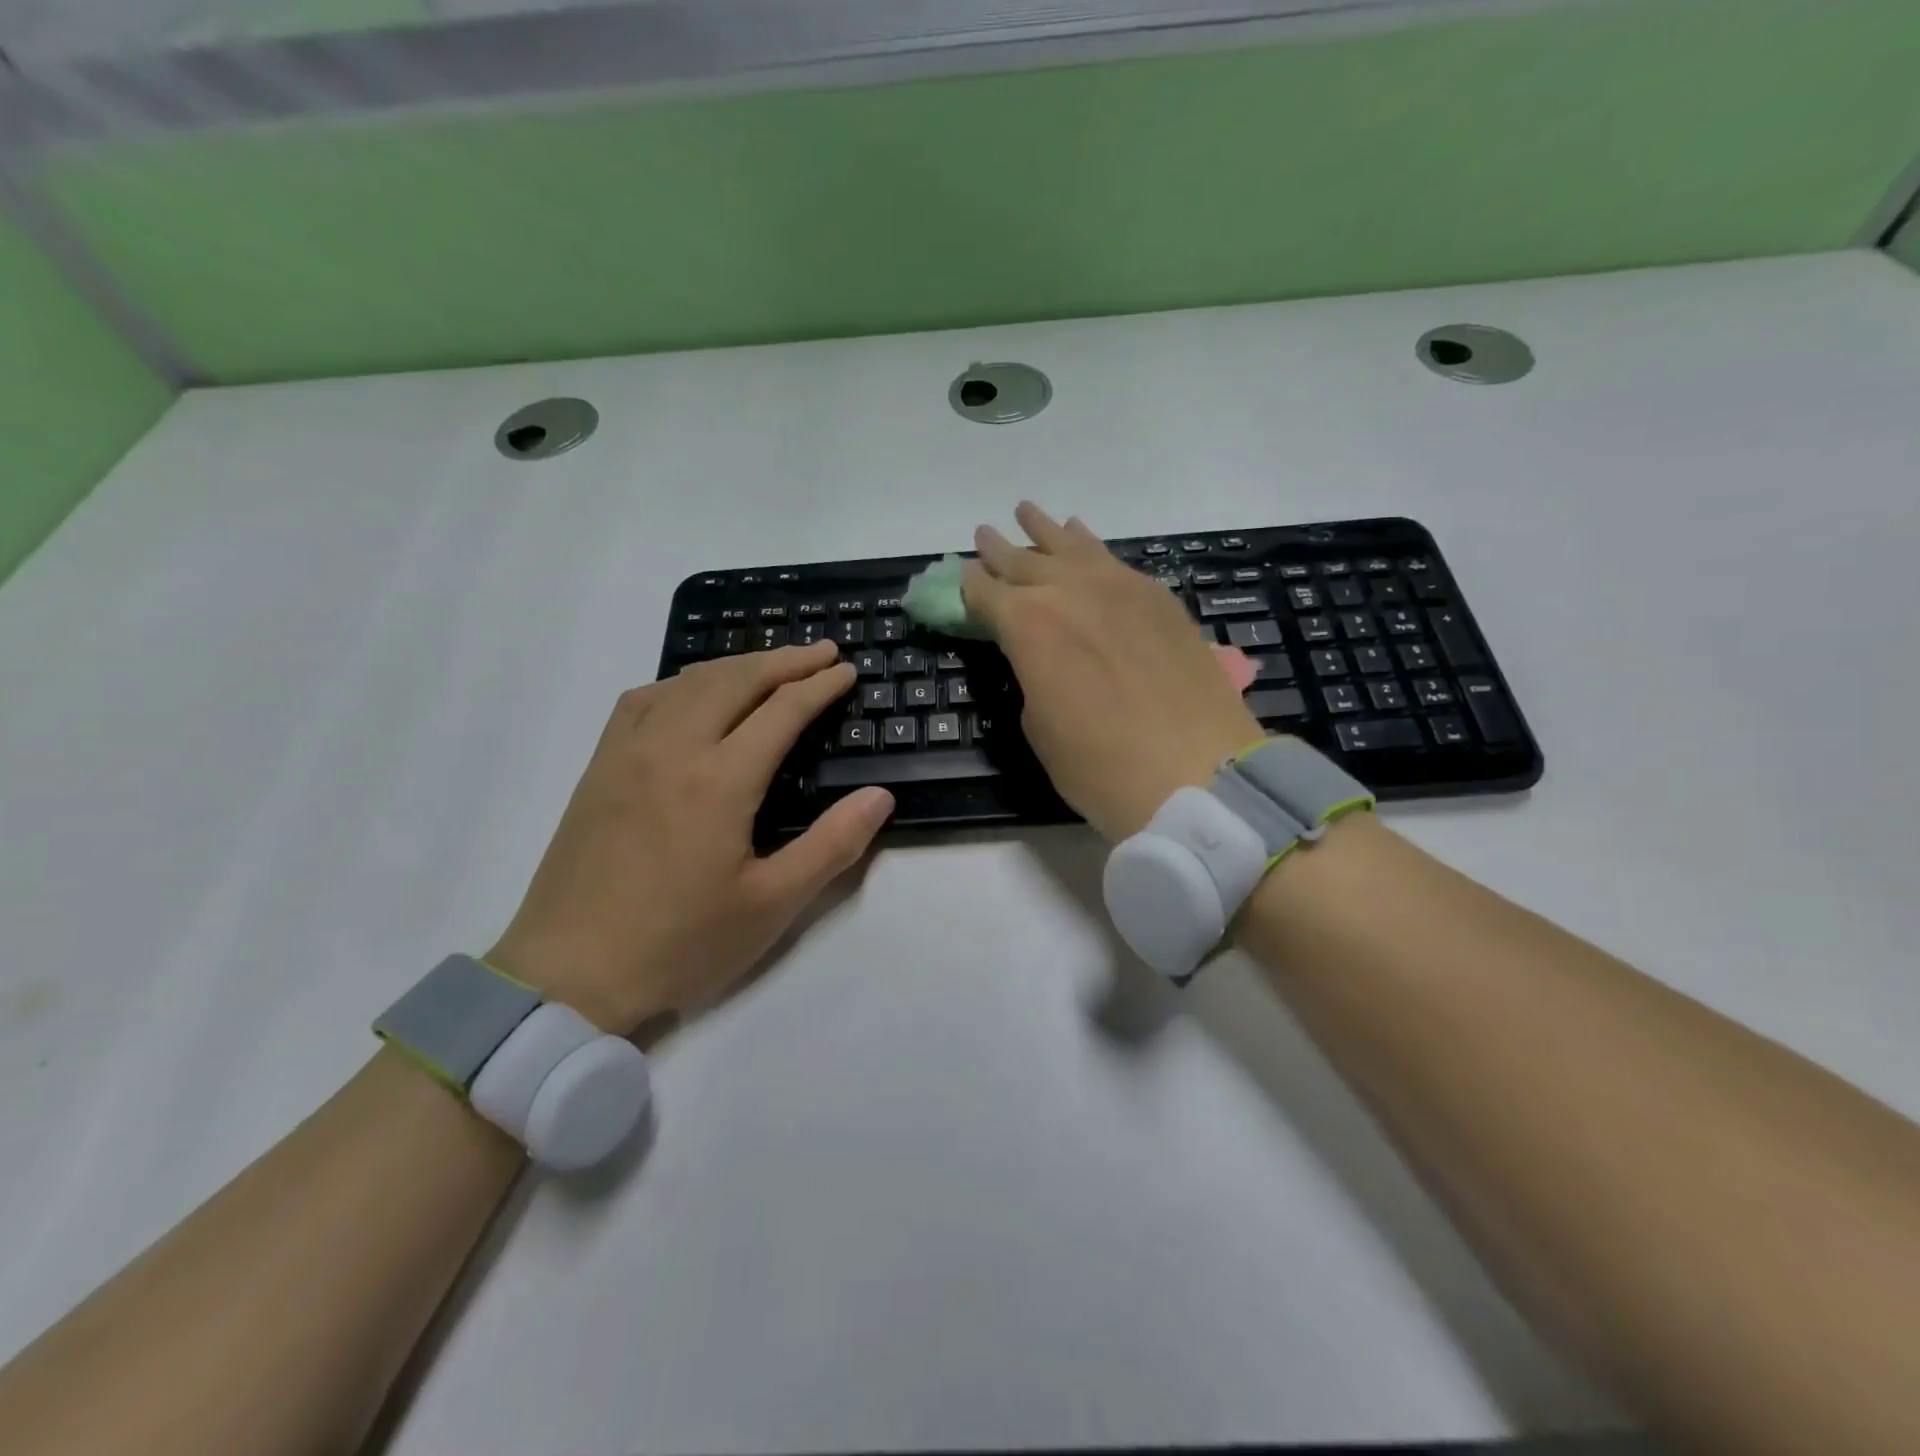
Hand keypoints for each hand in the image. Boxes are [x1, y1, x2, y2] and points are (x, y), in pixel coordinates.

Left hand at [486, 641, 893, 1032]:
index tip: (847, 671)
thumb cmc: (680, 943)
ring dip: (737, 665)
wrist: (569, 974)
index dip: (820, 685)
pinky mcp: (599, 768)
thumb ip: (832, 845)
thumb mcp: (772, 905)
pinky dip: (681, 683)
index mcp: (721, 780)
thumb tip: (879, 796)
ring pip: (688, 682)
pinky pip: (643, 700)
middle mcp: (673, 748)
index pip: (782, 710)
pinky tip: (692, 695)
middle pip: (735, 680)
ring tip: (770, 666)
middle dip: (785, 659)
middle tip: (822, 652)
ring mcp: (628, 753)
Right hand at [963, 502, 1262, 842]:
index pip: (986, 593)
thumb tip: (1040, 654)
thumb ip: (1032, 674)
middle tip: (984, 534)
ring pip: (1070, 545)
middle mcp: (1068, 591)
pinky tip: (1084, 539)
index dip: (969, 585)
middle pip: (1024, 562)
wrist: (1197, 771)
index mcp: (1027, 626)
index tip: (962, 576)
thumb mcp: (1039, 727)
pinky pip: (1113, 558)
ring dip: (1044, 531)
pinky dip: (1090, 545)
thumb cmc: (1101, 766)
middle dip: (999, 550)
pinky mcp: (1158, 596)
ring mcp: (1118, 587)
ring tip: (1027, 512)